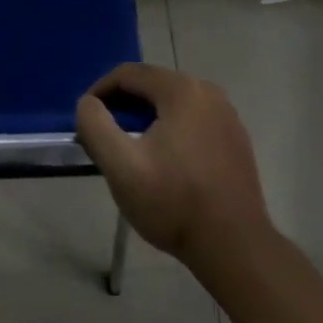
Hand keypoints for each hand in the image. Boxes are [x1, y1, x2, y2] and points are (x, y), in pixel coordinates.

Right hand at [74, 64, 271, 264]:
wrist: (235, 248)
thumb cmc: (174, 203)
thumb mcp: (121, 166)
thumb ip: (95, 125)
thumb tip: (88, 104)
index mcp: (181, 90)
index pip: (128, 74)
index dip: (100, 91)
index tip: (86, 119)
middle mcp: (208, 91)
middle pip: (152, 86)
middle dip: (123, 106)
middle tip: (105, 137)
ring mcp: (227, 115)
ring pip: (173, 104)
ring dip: (147, 119)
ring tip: (131, 150)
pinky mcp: (236, 139)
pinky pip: (193, 121)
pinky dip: (172, 131)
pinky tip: (165, 163)